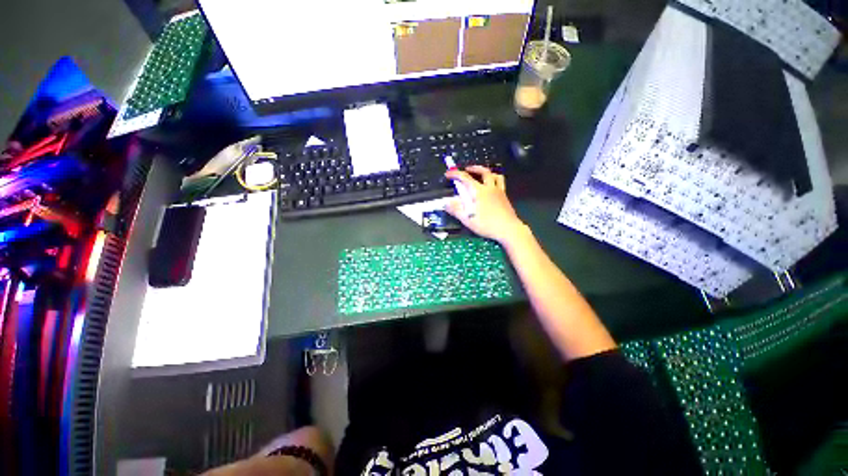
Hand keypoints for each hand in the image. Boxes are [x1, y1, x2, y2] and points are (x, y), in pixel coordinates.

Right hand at [444, 166, 527, 244]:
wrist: (508, 229)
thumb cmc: (487, 225)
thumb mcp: (468, 220)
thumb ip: (456, 210)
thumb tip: (445, 203)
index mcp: (479, 192)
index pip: (465, 178)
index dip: (455, 174)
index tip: (448, 174)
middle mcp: (490, 188)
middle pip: (483, 171)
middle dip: (473, 168)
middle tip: (466, 169)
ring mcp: (499, 191)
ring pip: (495, 175)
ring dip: (486, 172)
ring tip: (480, 175)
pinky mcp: (505, 197)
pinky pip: (500, 183)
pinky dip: (494, 180)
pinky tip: (491, 187)